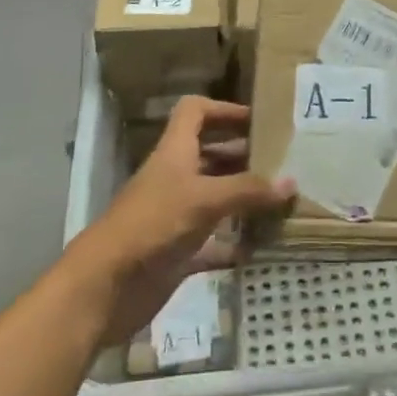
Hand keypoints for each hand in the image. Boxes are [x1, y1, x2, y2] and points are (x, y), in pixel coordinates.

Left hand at [74, 97, 293, 346]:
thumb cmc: (153, 224)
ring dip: (243, 199)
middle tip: (283, 162)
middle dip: (243, 155)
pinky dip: (234, 243)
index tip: (257, 121)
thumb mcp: (204, 199)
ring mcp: (175, 216)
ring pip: (215, 198)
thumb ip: (248, 190)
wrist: (105, 286)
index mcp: (175, 152)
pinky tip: (261, 247)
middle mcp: (175, 178)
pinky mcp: (176, 252)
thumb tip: (291, 182)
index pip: (195, 112)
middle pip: (210, 154)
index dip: (223, 109)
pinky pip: (212, 243)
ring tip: (281, 200)